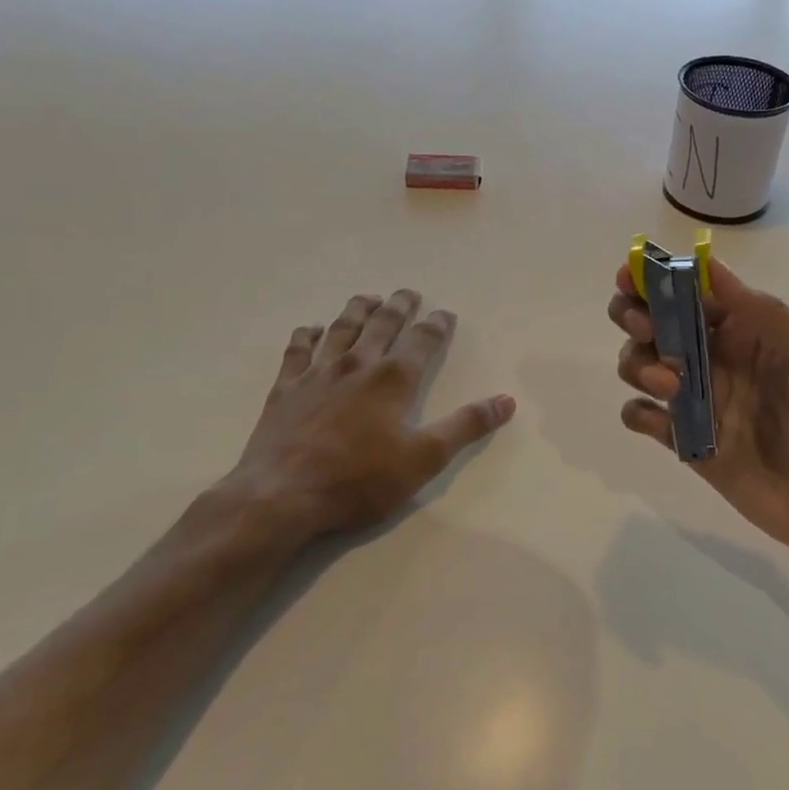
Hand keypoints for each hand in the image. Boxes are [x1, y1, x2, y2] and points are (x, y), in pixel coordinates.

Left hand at [192, 290, 515, 557]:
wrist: (282, 496)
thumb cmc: (360, 480)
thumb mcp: (424, 459)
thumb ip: (466, 426)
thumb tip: (506, 401)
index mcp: (393, 379)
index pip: (422, 341)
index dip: (436, 325)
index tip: (445, 313)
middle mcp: (357, 365)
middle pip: (381, 325)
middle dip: (398, 307)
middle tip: (408, 293)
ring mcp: (317, 374)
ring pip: (341, 329)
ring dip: (357, 310)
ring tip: (367, 298)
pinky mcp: (285, 389)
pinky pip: (297, 351)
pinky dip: (306, 336)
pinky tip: (310, 329)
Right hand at [608, 261, 788, 581]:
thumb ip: (773, 318)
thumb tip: (713, 269)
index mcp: (756, 332)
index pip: (700, 293)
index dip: (660, 278)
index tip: (629, 276)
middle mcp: (722, 360)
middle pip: (660, 322)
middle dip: (637, 315)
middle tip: (645, 330)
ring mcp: (703, 403)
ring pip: (643, 364)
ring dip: (638, 362)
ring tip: (669, 384)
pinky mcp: (690, 445)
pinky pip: (644, 418)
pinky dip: (637, 412)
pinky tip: (659, 421)